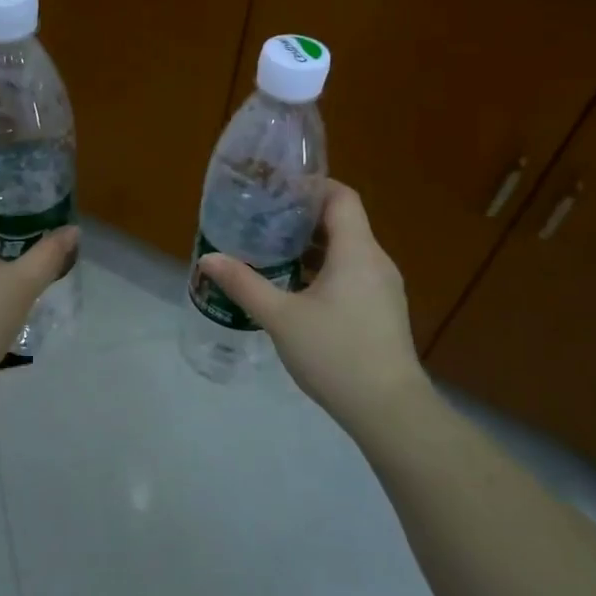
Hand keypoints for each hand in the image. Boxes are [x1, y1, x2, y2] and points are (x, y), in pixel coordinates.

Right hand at [198, 181, 429, 432]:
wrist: (388, 409)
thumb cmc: (335, 353)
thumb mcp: (280, 317)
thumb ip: (244, 284)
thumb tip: (208, 259)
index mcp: (357, 251)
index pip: (341, 197)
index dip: (310, 186)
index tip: (276, 188)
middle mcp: (376, 261)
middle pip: (342, 222)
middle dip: (302, 217)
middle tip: (262, 219)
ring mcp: (383, 288)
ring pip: (346, 251)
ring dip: (312, 247)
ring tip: (272, 251)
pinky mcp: (381, 310)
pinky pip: (352, 274)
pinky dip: (324, 270)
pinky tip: (295, 289)